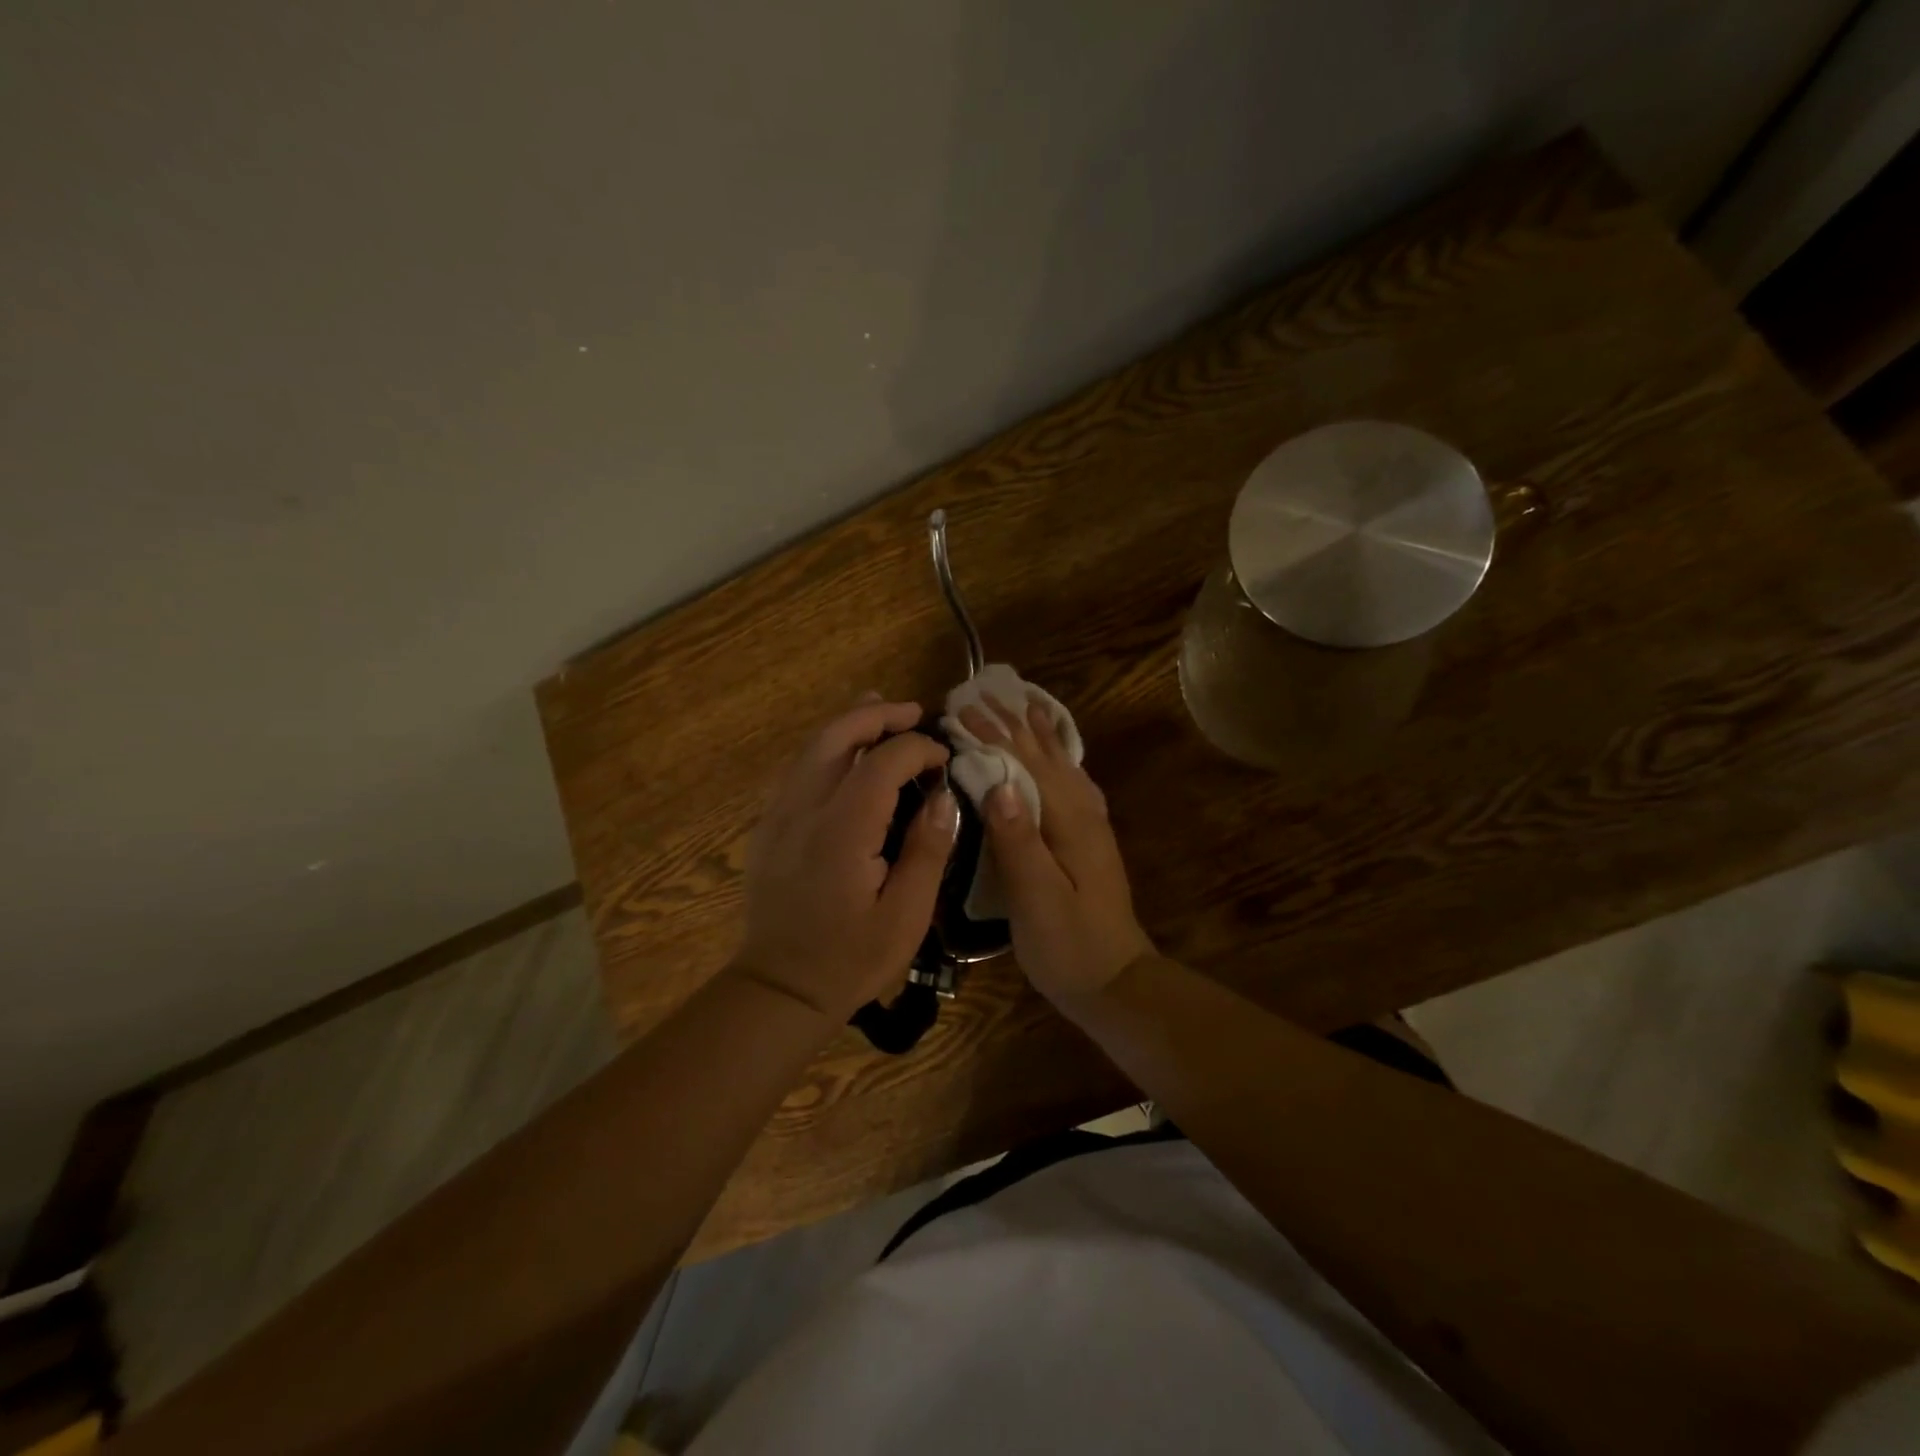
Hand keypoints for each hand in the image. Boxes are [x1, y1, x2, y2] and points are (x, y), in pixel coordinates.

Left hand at [734, 696, 958, 1021]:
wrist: (779, 989)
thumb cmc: (850, 959)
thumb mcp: (906, 916)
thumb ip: (927, 850)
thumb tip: (941, 797)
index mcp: (841, 830)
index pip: (881, 763)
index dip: (917, 749)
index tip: (944, 758)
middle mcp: (803, 810)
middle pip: (835, 737)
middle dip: (875, 716)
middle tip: (912, 712)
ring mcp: (778, 816)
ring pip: (810, 748)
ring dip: (847, 724)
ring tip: (879, 710)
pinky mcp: (768, 828)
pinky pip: (797, 770)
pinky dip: (826, 749)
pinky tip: (845, 755)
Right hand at [957, 695, 1154, 1004]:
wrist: (1115, 982)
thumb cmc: (1069, 946)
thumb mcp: (1038, 899)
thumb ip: (1019, 840)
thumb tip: (998, 780)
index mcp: (1069, 821)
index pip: (1025, 764)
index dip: (993, 735)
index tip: (961, 709)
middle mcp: (1083, 813)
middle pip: (1044, 756)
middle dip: (1012, 724)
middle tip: (982, 695)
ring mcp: (1090, 826)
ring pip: (1061, 764)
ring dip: (1038, 733)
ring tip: (1023, 703)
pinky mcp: (1088, 840)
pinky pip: (1070, 782)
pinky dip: (1058, 757)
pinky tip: (1057, 755)